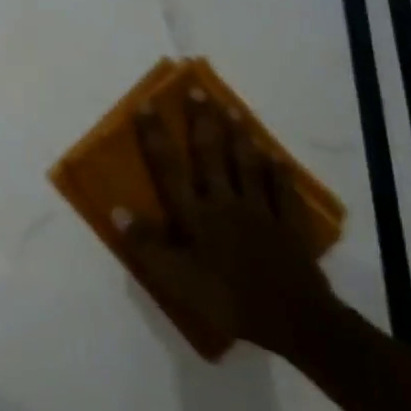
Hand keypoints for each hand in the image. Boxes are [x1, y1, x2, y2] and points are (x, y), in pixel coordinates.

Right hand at [123, 99, 337, 357]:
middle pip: (211, 155)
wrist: (293, 319)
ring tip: (232, 109)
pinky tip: (276, 156)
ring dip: (238, 135)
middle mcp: (224, 201)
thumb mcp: (175, 279)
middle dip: (202, 121)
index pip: (168, 167)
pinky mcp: (288, 225)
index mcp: (194, 213)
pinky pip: (282, 191)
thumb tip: (116, 209)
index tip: (148, 103)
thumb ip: (146, 244)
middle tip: (198, 90)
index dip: (156, 135)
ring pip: (247, 164)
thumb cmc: (226, 299)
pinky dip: (278, 172)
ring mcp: (259, 210)